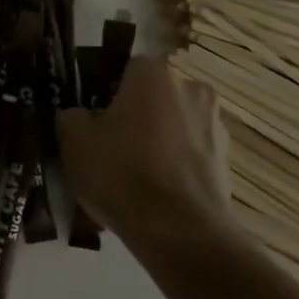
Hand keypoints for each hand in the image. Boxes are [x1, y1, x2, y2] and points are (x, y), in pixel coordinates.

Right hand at [56, 56, 231, 246]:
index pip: (126, 68)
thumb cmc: (122, 173)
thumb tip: (78, 115)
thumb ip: (71, 116)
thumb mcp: (74, 141)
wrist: (180, 231)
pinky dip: (176, 165)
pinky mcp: (227, 159)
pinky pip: (191, 153)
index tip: (95, 118)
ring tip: (136, 177)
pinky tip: (157, 194)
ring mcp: (215, 123)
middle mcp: (191, 87)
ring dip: (159, 140)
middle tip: (112, 147)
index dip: (107, 91)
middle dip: (136, 115)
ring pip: (174, 124)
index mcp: (154, 73)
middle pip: (154, 95)